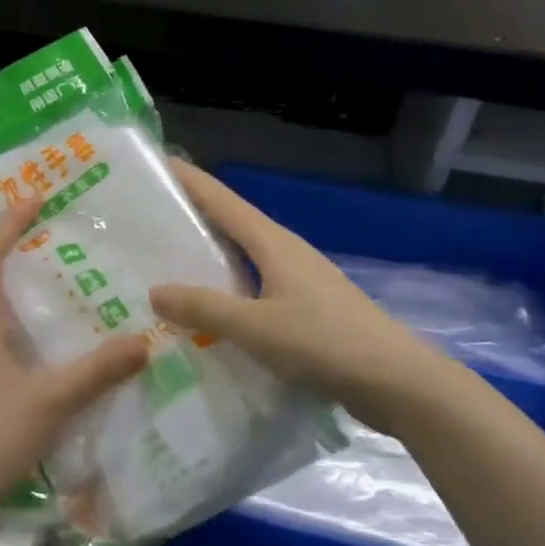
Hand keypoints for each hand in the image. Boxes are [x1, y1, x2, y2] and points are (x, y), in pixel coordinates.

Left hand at [0, 197, 147, 524]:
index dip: (9, 222)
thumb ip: (98, 372)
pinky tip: (28, 349)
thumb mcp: (50, 403)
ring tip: (42, 288)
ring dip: (3, 289)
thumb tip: (146, 340)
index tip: (36, 197)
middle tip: (44, 241)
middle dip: (7, 251)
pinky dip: (1, 324)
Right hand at [152, 160, 436, 427]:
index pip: (222, 199)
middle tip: (147, 220)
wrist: (397, 381)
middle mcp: (285, 252)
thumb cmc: (324, 342)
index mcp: (273, 242)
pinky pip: (256, 289)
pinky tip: (211, 314)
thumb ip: (205, 308)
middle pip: (232, 224)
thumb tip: (155, 290)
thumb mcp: (256, 327)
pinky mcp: (307, 309)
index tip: (157, 164)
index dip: (189, 180)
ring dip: (210, 258)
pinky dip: (229, 291)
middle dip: (193, 217)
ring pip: (244, 259)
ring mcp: (299, 281)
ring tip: (169, 266)